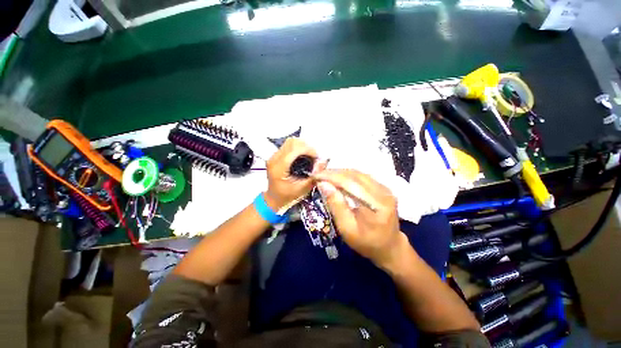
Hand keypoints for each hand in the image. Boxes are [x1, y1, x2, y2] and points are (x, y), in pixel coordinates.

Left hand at [265, 138, 325, 211]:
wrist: (273, 199)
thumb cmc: (287, 196)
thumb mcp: (302, 189)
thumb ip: (314, 176)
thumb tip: (323, 162)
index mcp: (279, 167)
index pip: (294, 149)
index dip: (308, 150)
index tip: (317, 158)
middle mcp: (274, 159)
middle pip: (292, 142)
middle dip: (306, 147)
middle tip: (314, 157)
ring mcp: (273, 156)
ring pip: (290, 142)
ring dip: (302, 146)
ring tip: (309, 156)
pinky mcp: (275, 156)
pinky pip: (288, 145)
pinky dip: (298, 148)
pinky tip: (303, 156)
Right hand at [315, 169, 408, 269]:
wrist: (390, 247)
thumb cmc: (366, 243)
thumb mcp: (347, 229)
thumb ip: (336, 205)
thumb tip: (323, 184)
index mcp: (376, 204)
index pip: (350, 182)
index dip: (331, 176)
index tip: (316, 175)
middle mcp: (383, 192)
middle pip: (355, 175)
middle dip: (334, 173)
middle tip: (318, 175)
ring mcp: (385, 188)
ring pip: (358, 173)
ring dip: (340, 173)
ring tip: (326, 176)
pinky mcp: (383, 187)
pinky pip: (362, 176)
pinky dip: (348, 175)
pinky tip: (338, 179)